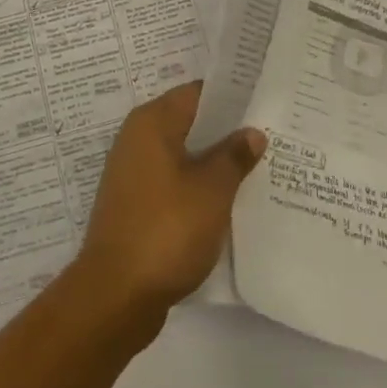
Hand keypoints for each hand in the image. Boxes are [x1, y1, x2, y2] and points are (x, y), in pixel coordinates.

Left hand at [73, 82, 266, 325]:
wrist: (116, 294)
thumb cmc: (166, 229)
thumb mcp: (211, 190)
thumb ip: (234, 156)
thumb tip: (252, 132)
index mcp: (152, 122)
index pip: (197, 93)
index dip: (233, 97)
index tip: (265, 102)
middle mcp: (137, 139)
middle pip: (189, 123)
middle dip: (227, 131)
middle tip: (270, 135)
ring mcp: (133, 173)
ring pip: (183, 155)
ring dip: (214, 162)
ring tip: (257, 168)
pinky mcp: (135, 205)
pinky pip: (173, 182)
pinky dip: (198, 187)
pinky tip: (228, 202)